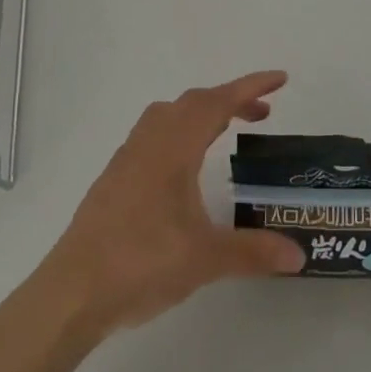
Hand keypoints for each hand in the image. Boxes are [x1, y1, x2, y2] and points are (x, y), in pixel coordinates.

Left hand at [38, 70, 304, 338]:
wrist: (72, 292)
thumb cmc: (140, 263)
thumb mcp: (205, 259)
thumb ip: (253, 251)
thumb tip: (298, 254)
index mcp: (174, 147)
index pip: (218, 102)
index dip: (251, 86)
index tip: (280, 79)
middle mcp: (150, 142)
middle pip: (194, 102)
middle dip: (231, 100)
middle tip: (262, 114)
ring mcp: (128, 158)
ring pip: (169, 115)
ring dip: (202, 113)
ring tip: (224, 131)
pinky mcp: (115, 178)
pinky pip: (154, 134)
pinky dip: (180, 132)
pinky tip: (185, 167)